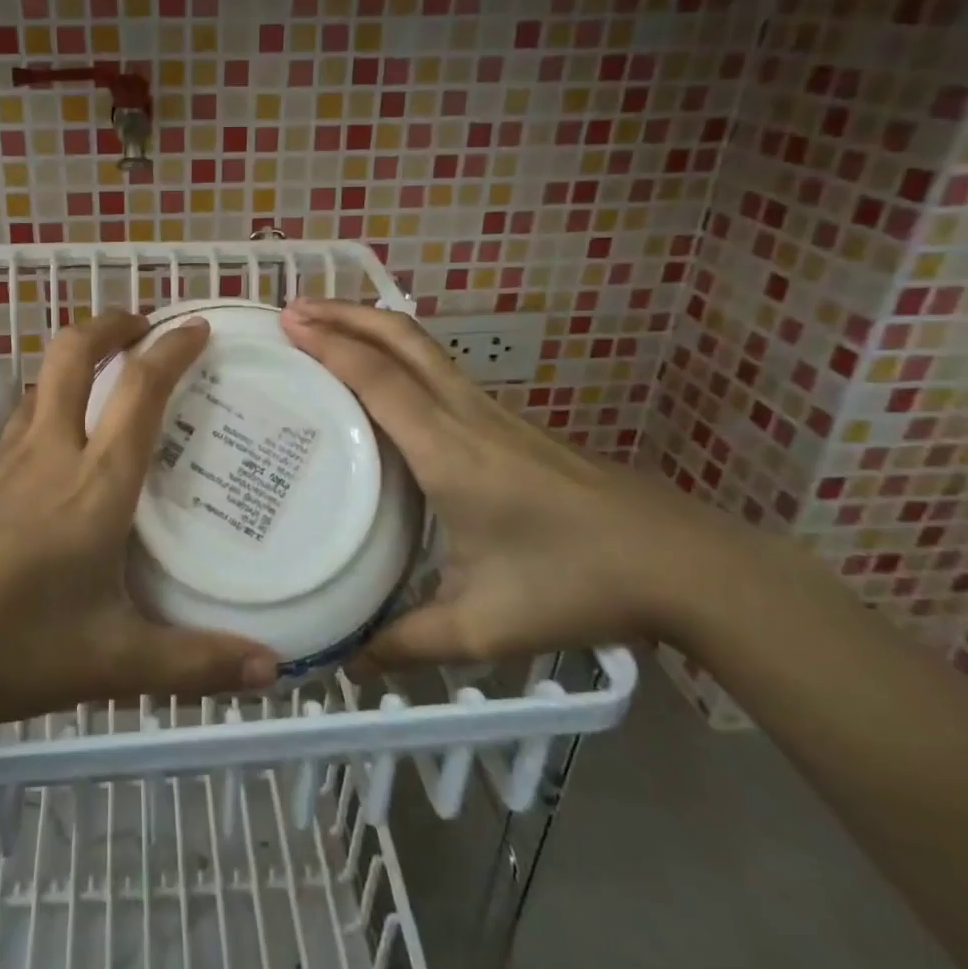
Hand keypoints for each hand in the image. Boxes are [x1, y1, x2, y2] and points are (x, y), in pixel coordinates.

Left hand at [0, 311, 278, 738]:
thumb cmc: (5, 650)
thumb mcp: (110, 664)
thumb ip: (194, 664)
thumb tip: (271, 670)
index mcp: (94, 484)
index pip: (139, 390)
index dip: (172, 349)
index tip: (198, 328)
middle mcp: (49, 452)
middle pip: (74, 352)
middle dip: (113, 324)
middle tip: (147, 328)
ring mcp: (5, 460)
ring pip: (42, 377)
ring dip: (80, 356)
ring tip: (113, 375)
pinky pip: (23, 415)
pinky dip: (53, 397)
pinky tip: (64, 441)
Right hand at [279, 298, 767, 665]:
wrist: (679, 562)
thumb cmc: (577, 584)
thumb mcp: (483, 625)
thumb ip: (408, 641)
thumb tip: (348, 659)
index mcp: (450, 452)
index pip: (380, 380)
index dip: (331, 345)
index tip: (287, 322)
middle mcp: (467, 416)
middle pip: (402, 339)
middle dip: (345, 313)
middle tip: (294, 309)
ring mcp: (492, 413)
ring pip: (422, 348)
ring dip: (370, 327)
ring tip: (325, 328)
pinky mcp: (507, 423)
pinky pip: (438, 371)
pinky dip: (396, 354)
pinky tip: (381, 381)